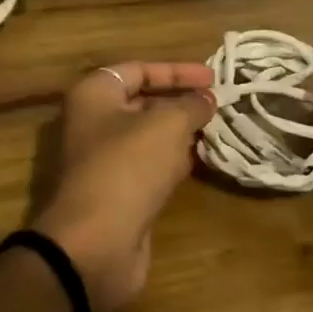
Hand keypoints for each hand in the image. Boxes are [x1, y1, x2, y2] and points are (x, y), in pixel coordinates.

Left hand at [29, 61, 215, 311]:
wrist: (96, 242)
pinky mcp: (116, 191)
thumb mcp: (167, 125)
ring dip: (181, 131)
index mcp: (94, 94)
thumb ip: (190, 105)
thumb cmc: (128, 167)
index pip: (138, 69)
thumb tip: (207, 97)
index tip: (214, 77)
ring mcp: (103, 158)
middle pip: (142, 101)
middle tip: (220, 103)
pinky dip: (174, 160)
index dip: (177, 71)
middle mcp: (93, 121)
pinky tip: (204, 159)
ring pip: (148, 135)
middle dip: (180, 101)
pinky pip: (149, 165)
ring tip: (220, 127)